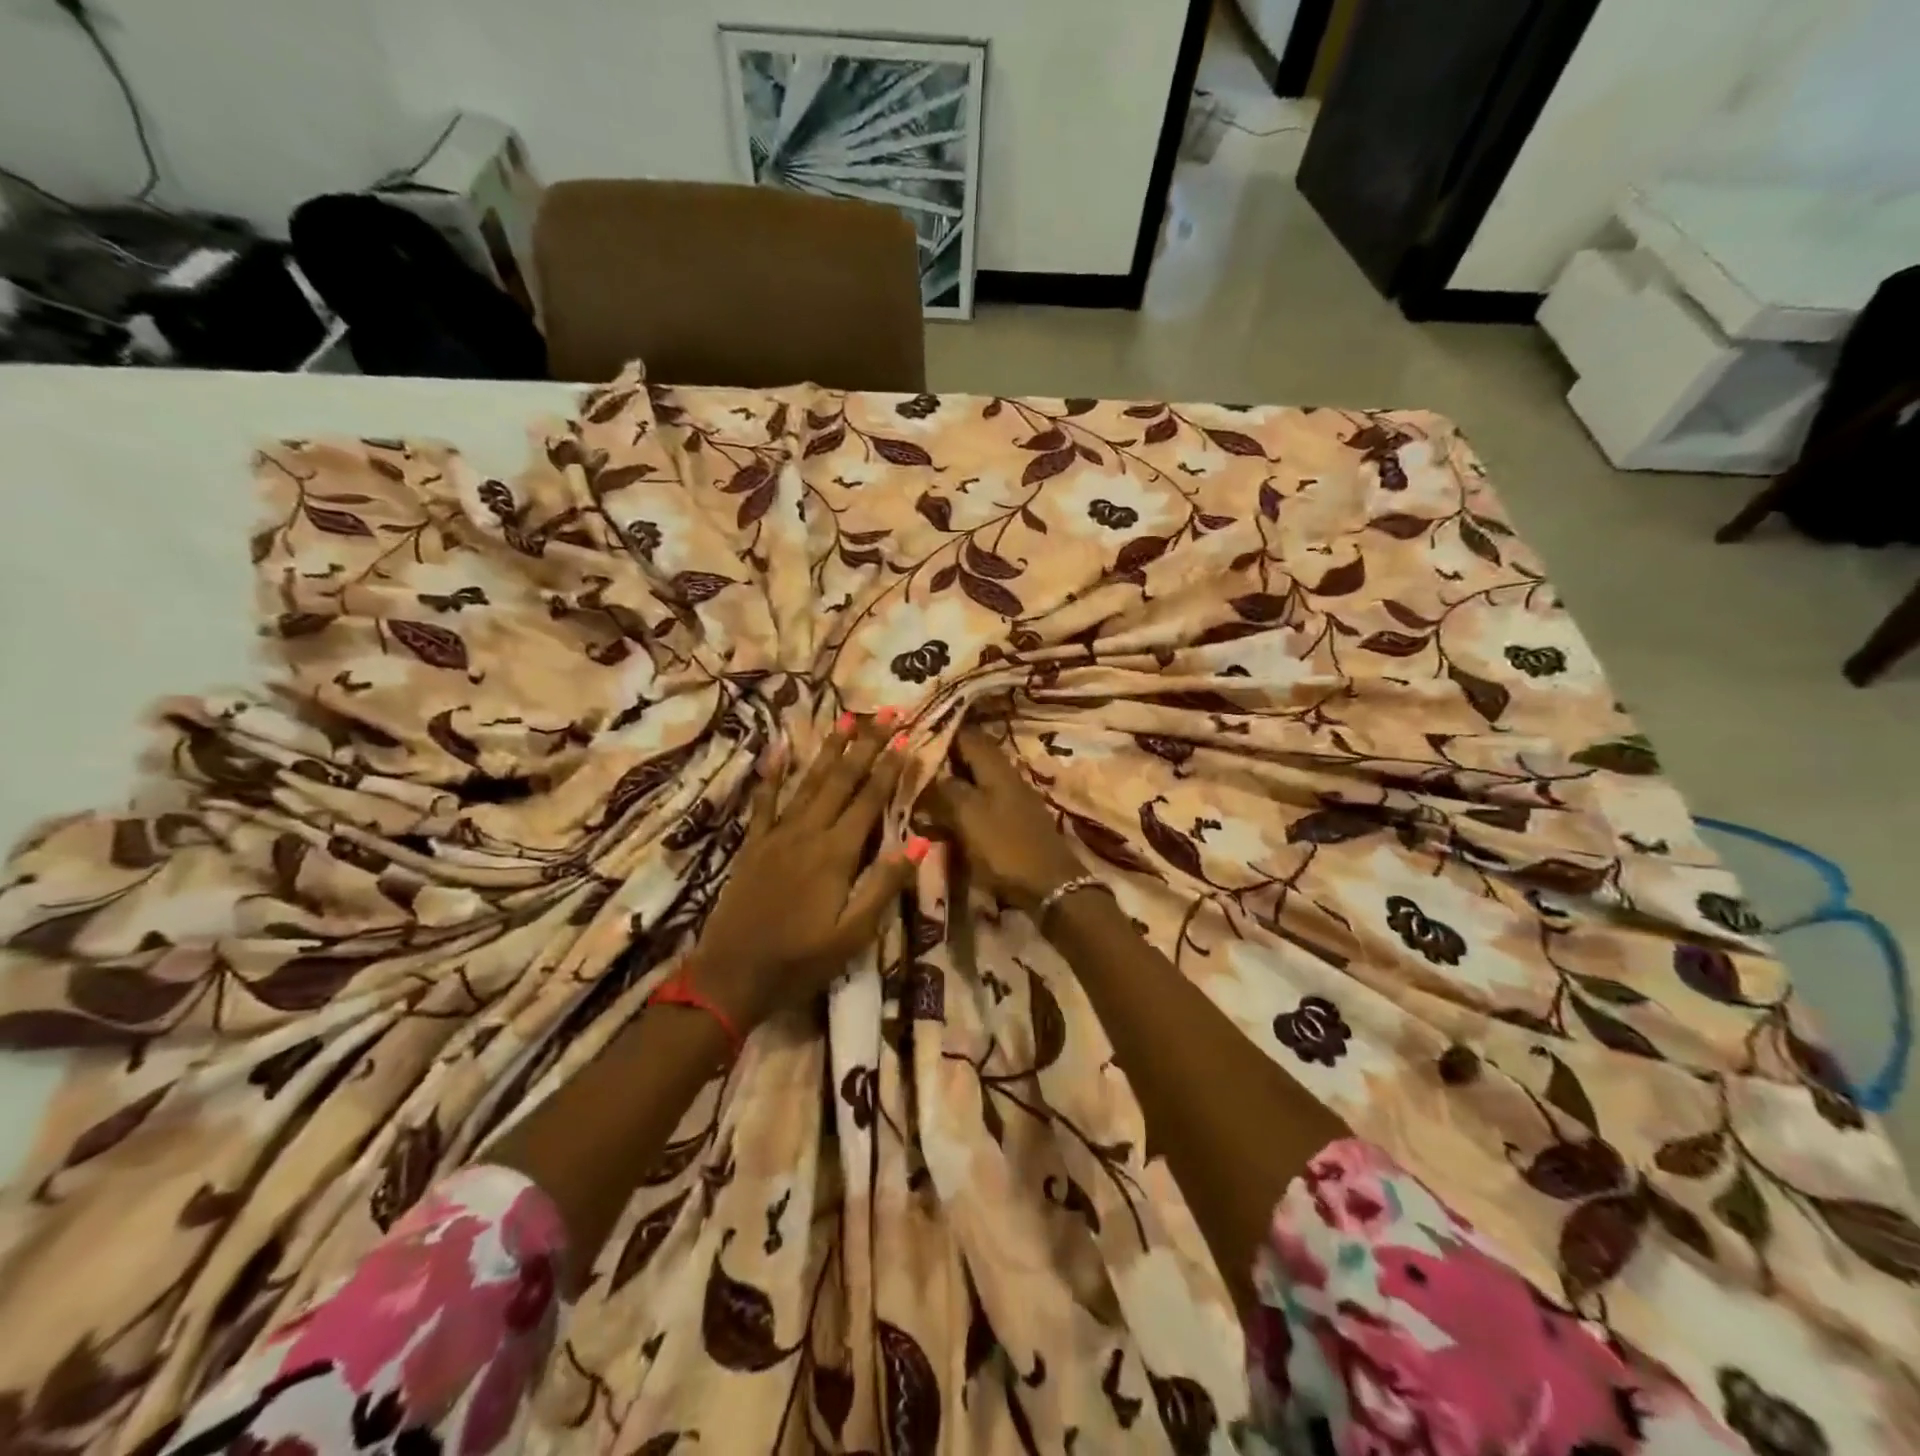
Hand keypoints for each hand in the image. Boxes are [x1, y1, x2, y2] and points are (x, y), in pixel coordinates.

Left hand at [685, 713, 926, 1029]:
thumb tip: (920, 841)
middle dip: (865, 745)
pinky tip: (780, 748)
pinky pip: (765, 802)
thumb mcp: (854, 933)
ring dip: (829, 750)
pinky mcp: (753, 845)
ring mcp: (776, 835)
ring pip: (808, 782)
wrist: (732, 975)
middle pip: (841, 780)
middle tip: (884, 712)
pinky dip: (773, 774)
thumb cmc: (801, 960)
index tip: (906, 736)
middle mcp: (807, 833)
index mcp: (836, 853)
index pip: (869, 800)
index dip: (889, 768)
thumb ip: (884, 884)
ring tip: (846, 720)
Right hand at [919, 726, 1084, 912]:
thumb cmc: (1005, 847)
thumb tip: (925, 770)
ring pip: (975, 778)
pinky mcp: (1013, 818)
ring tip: (921, 788)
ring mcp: (1012, 796)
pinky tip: (945, 813)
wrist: (1049, 885)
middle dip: (942, 757)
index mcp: (995, 766)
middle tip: (910, 764)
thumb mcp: (968, 816)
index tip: (912, 734)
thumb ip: (945, 790)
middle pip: (970, 755)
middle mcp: (1005, 774)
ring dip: (951, 781)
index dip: (939, 731)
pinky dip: (962, 801)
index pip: (965, 734)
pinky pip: (981, 800)